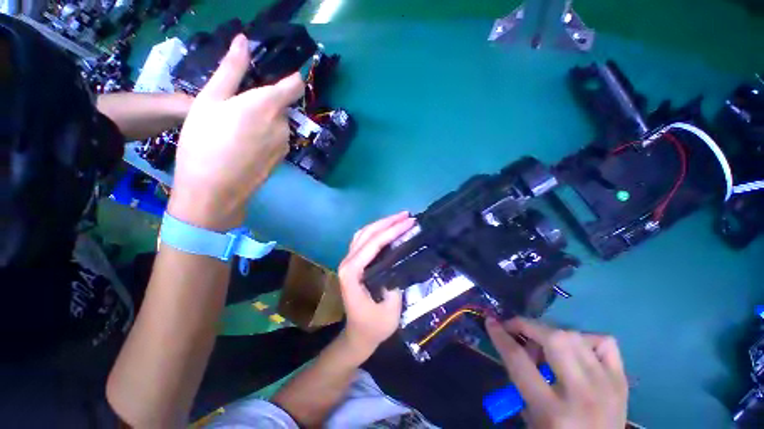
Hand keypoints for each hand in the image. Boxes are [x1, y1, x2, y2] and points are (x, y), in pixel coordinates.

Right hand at [169, 34, 303, 229]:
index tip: (279, 72)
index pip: (295, 85)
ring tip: (236, 130)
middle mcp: (284, 124)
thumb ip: (231, 69)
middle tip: (236, 109)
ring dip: (263, 120)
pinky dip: (265, 136)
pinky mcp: (282, 158)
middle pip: (281, 105)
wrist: (215, 188)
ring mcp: (285, 144)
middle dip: (264, 101)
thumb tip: (243, 41)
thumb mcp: (210, 99)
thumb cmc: (204, 140)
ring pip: (278, 123)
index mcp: (268, 106)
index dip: (291, 76)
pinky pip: (276, 139)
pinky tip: (244, 146)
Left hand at [337, 212, 415, 356]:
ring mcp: (348, 261)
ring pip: (363, 233)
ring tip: (399, 218)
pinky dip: (376, 230)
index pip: (373, 244)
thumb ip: (394, 282)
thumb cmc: (374, 326)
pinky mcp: (354, 262)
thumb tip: (402, 258)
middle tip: (407, 215)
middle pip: (367, 234)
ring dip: (381, 223)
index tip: (410, 222)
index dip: (392, 231)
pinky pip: (363, 239)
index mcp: (352, 273)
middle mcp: (346, 262)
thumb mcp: (389, 309)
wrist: (358, 336)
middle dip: (388, 222)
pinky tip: (387, 228)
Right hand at [486, 317, 627, 428]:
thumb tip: (515, 348)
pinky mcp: (622, 382)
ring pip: (575, 337)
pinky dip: (586, 338)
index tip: (491, 322)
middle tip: (517, 328)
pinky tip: (576, 348)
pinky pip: (605, 343)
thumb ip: (521, 382)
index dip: (500, 336)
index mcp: (553, 411)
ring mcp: (607, 386)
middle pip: (554, 340)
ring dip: (551, 332)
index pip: (519, 361)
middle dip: (528, 326)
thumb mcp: (531, 419)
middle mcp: (582, 395)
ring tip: (543, 341)